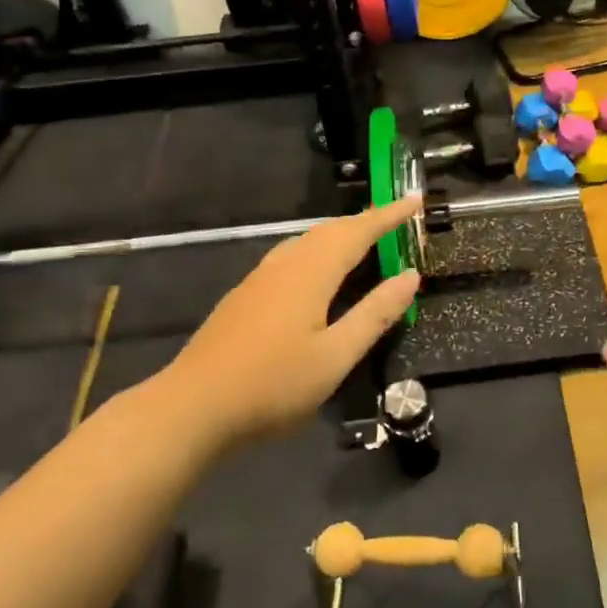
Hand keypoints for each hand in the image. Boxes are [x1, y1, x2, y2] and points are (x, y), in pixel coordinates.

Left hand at [148, 196, 421, 447]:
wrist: (191, 408)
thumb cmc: (272, 385)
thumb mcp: (335, 356)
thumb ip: (375, 314)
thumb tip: (410, 276)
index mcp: (311, 272)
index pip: (358, 231)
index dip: (389, 215)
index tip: (415, 199)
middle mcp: (285, 264)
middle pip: (330, 230)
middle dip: (366, 221)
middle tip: (396, 219)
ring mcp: (260, 279)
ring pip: (307, 242)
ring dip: (340, 234)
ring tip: (364, 240)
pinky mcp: (245, 296)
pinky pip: (292, 256)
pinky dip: (319, 251)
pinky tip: (319, 273)